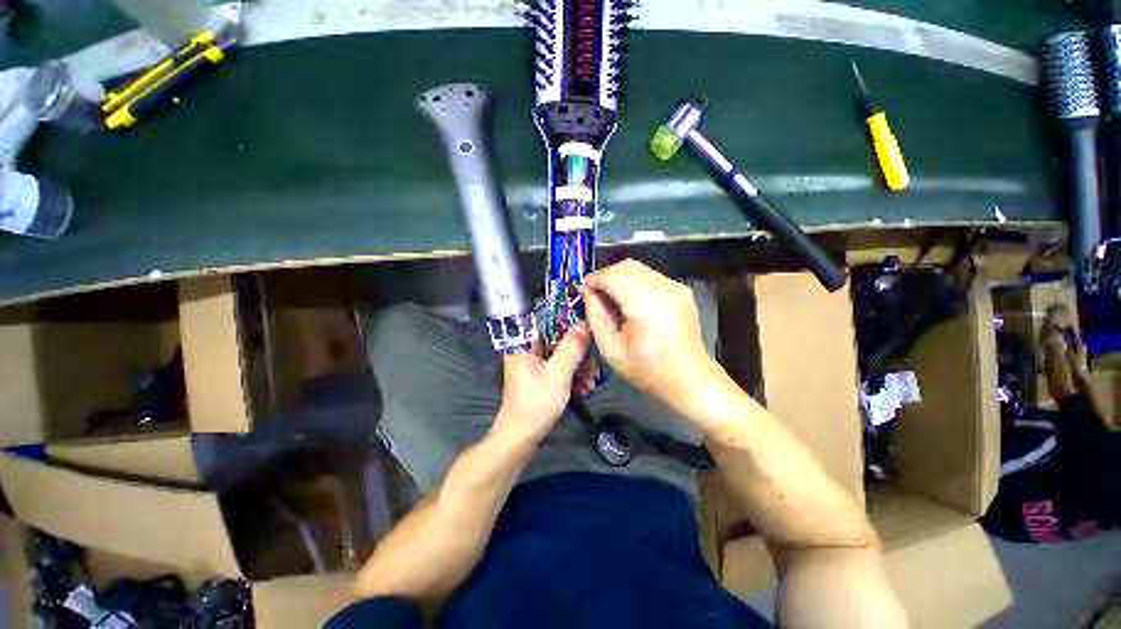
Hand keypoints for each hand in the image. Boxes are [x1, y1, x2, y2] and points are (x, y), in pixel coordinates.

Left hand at [492, 322, 590, 443]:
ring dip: (578, 365)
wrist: (521, 437)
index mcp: (523, 342)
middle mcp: (527, 349)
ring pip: (560, 353)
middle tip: (593, 362)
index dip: (567, 317)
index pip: (545, 318)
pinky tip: (584, 387)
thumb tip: (583, 322)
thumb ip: (571, 347)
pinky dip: (572, 374)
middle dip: (578, 350)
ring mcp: (533, 363)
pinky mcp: (539, 376)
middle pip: (556, 337)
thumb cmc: (536, 402)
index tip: (587, 323)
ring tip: (591, 381)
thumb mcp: (558, 372)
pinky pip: (559, 367)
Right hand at [579, 260, 715, 411]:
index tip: (584, 292)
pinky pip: (650, 276)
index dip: (594, 280)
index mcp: (646, 304)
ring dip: (620, 279)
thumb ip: (595, 316)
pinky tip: (632, 304)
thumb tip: (586, 291)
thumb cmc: (648, 369)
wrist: (690, 378)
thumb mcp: (612, 349)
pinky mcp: (681, 289)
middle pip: (625, 266)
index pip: (613, 275)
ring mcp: (675, 286)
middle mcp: (664, 288)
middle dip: (606, 277)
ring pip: (638, 268)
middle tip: (596, 297)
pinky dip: (634, 283)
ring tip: (613, 302)